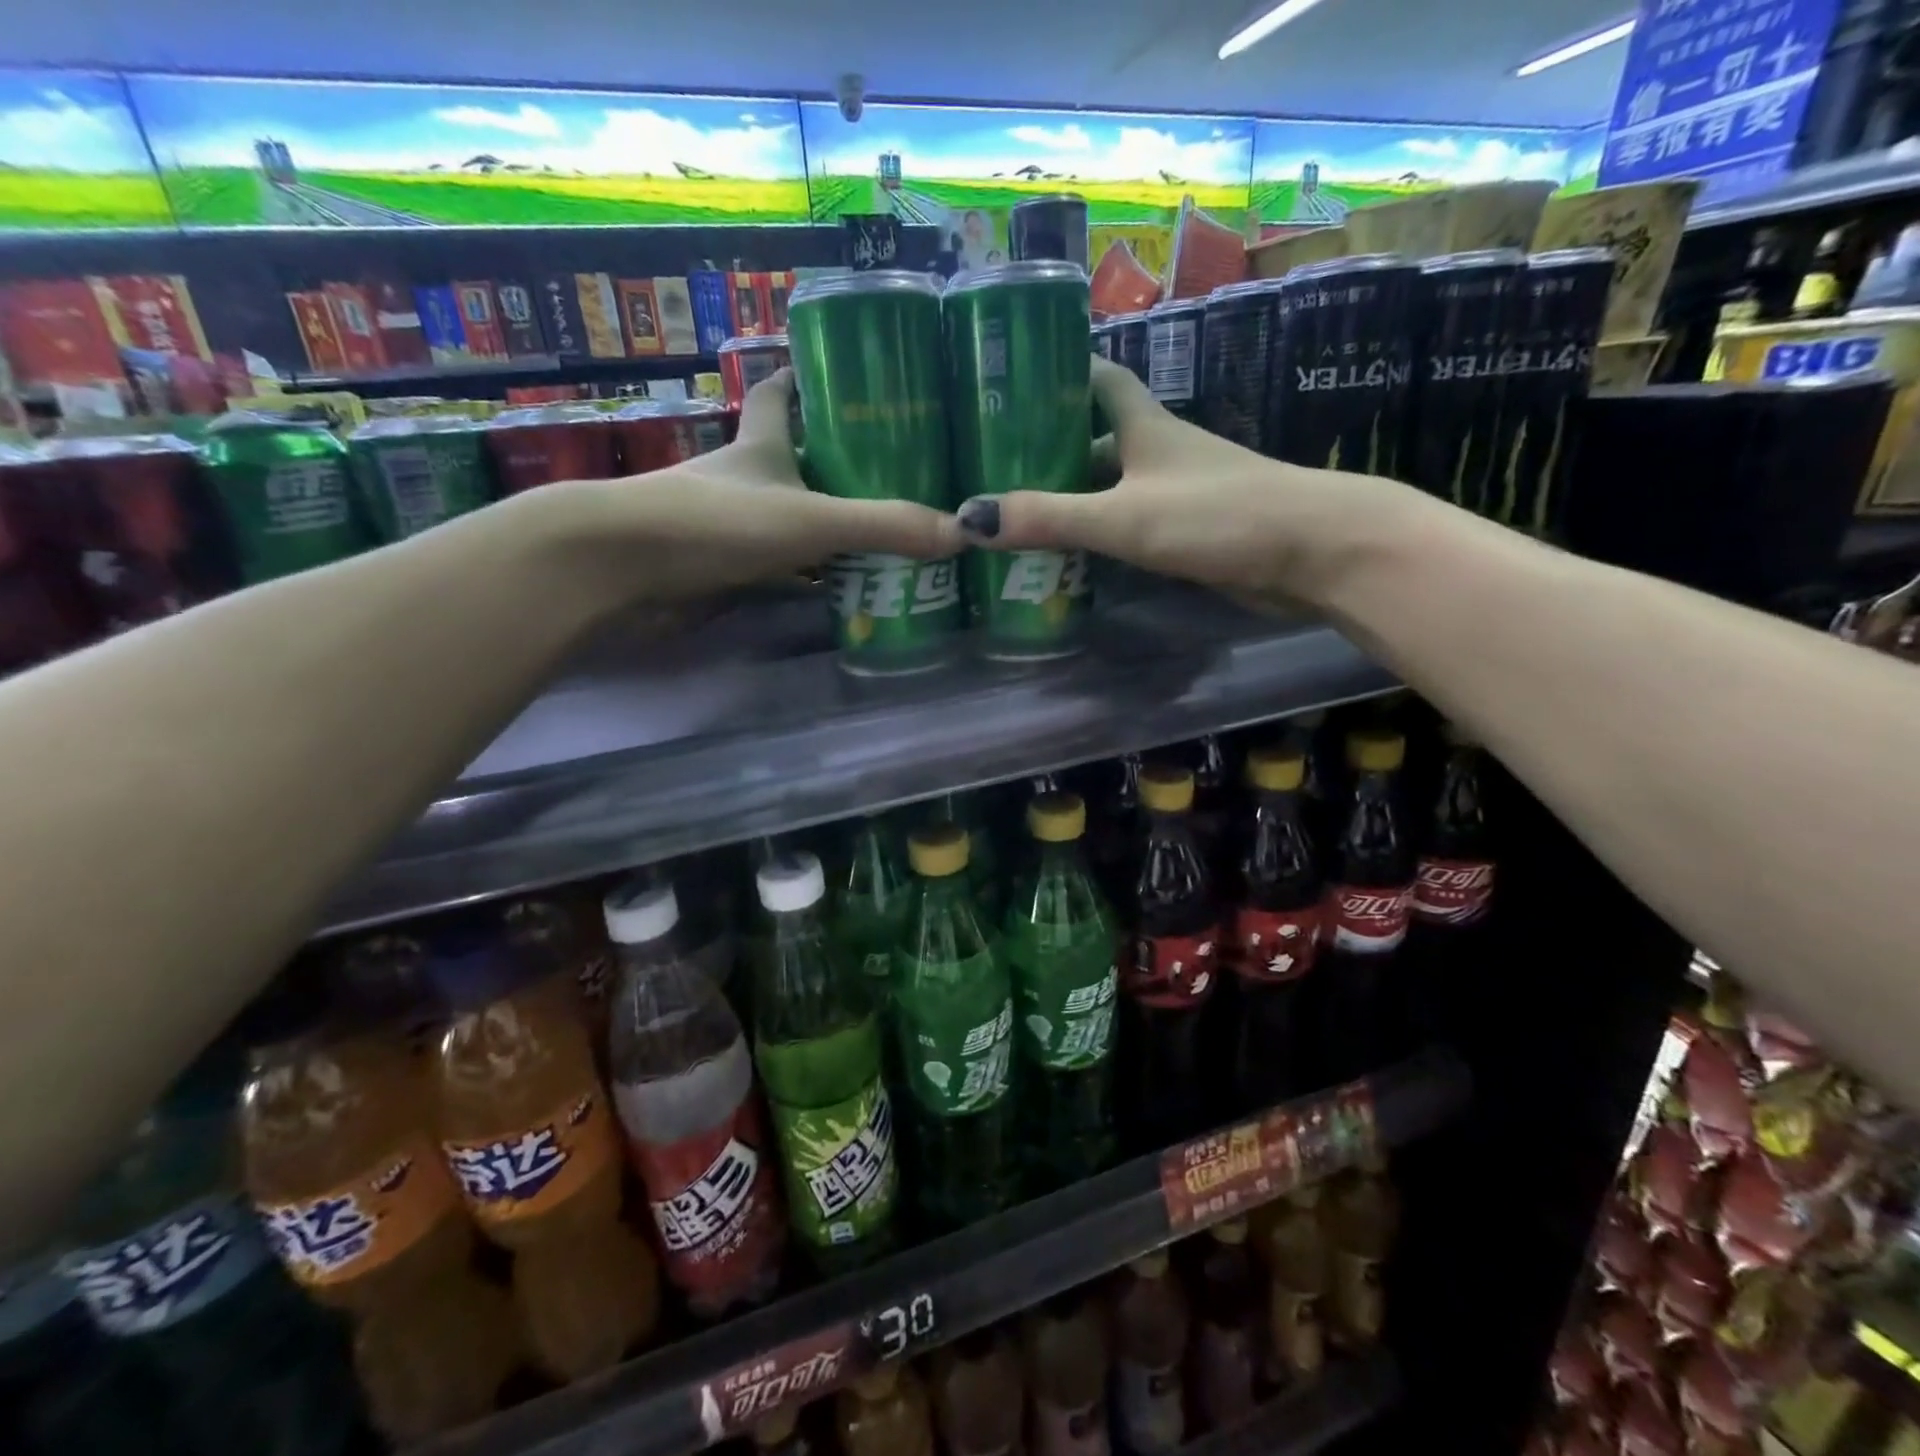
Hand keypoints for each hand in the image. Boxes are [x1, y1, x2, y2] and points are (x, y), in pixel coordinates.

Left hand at [567, 369, 962, 600]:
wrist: (620, 570)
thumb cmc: (712, 522)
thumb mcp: (809, 519)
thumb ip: (881, 526)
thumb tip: (963, 531)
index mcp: (761, 444)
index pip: (779, 392)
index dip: (806, 378)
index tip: (840, 373)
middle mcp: (744, 477)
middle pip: (793, 458)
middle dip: (836, 462)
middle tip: (896, 472)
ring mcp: (730, 526)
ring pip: (789, 518)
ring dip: (827, 525)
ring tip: (885, 533)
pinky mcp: (722, 571)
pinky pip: (779, 570)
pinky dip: (808, 578)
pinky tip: (842, 590)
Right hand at [953, 357, 1404, 606]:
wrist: (1314, 551)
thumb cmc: (1217, 515)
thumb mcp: (1124, 516)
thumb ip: (1050, 517)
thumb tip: (970, 519)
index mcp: (1144, 426)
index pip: (1098, 380)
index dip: (1060, 374)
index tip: (1014, 380)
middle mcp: (1160, 451)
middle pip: (1097, 439)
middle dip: (1050, 449)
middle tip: (994, 469)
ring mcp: (1179, 492)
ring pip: (1112, 486)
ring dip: (1072, 498)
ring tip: (1017, 516)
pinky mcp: (1192, 531)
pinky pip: (1130, 524)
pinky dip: (1100, 534)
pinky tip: (1071, 556)